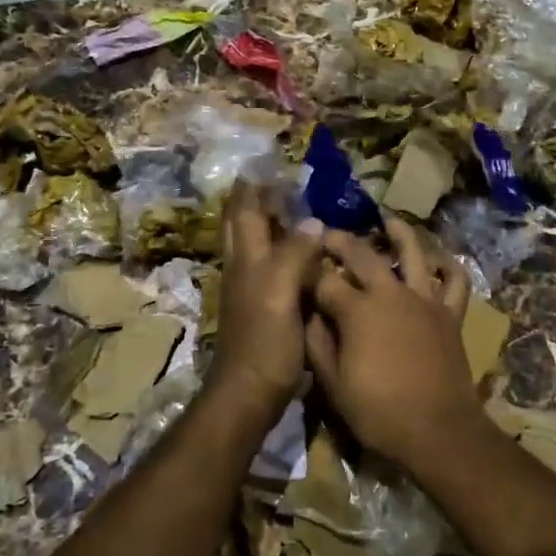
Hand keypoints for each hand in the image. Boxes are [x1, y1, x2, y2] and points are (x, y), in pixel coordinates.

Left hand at [205, 180, 325, 415]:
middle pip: (243, 224)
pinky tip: (306, 256)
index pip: (244, 210)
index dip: (254, 186)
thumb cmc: (265, 341)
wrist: (250, 392)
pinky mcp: (262, 308)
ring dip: (271, 224)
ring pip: (256, 245)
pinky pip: (272, 268)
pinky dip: (285, 252)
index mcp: (246, 258)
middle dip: (258, 200)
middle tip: (284, 184)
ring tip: (298, 210)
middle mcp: (244, 268)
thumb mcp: (280, 292)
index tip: (271, 163)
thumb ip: (294, 254)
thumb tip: (312, 222)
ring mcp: (250, 289)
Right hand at [303, 215, 482, 471]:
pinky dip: (448, 265)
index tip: (297, 266)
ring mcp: (424, 299)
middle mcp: (390, 294)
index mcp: (357, 310)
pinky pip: (454, 281)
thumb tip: (308, 314)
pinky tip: (438, 259)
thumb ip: (317, 344)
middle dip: (341, 241)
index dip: (308, 273)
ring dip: (399, 233)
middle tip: (327, 234)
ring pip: (413, 253)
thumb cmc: (379, 412)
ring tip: (388, 220)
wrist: (438, 430)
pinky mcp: (449, 313)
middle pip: (362, 254)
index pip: (325, 281)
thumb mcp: (333, 385)